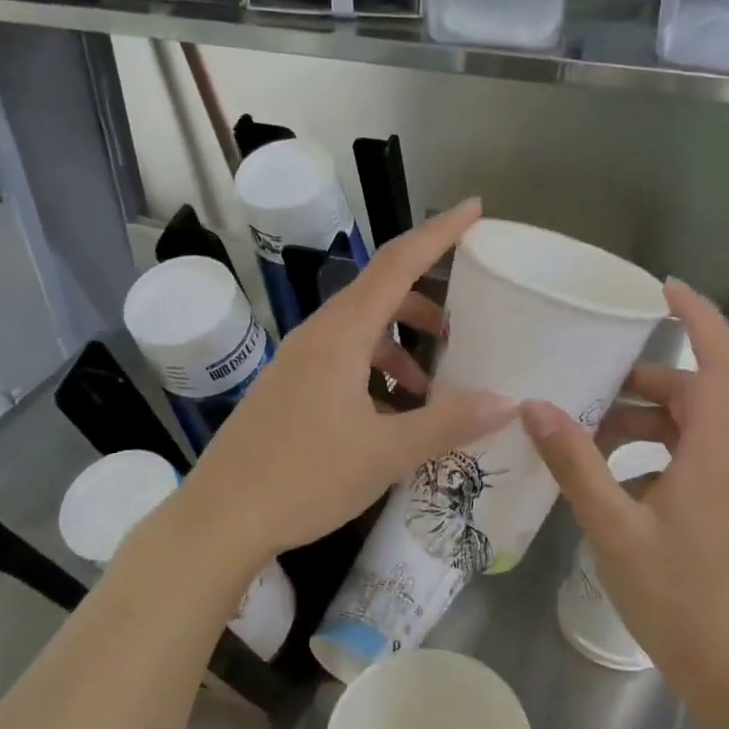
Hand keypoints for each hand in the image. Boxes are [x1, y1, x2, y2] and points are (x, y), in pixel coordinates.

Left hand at [186, 199, 515, 562]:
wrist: (220, 518)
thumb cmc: (304, 478)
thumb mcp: (386, 452)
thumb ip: (448, 423)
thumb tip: (508, 401)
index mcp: (340, 335)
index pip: (397, 264)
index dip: (438, 234)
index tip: (474, 210)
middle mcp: (317, 337)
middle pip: (379, 297)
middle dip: (424, 306)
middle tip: (462, 330)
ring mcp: (297, 364)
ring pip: (361, 336)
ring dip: (400, 350)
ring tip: (431, 391)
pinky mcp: (289, 392)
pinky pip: (342, 365)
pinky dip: (375, 377)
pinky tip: (391, 419)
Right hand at [521, 280, 728, 704]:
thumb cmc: (675, 596)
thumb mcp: (613, 526)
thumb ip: (575, 464)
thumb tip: (537, 407)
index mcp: (713, 454)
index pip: (720, 364)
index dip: (698, 319)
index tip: (663, 290)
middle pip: (692, 396)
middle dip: (641, 383)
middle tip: (586, 384)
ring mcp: (727, 488)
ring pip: (685, 432)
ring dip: (637, 424)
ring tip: (582, 438)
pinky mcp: (719, 511)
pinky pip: (683, 462)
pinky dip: (645, 456)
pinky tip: (605, 483)